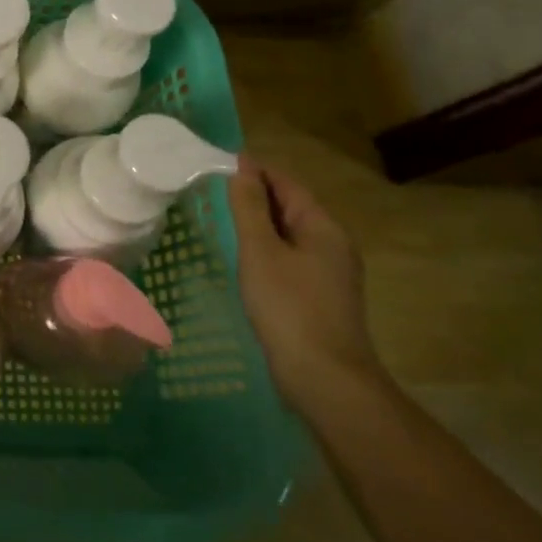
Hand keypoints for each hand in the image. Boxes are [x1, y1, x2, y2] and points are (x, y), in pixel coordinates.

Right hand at [228, 155, 378, 411]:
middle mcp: (333, 244)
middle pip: (290, 206)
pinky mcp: (319, 296)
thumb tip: (241, 168)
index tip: (215, 163)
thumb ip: (248, 207)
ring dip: (257, 223)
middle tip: (209, 189)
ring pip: (288, 234)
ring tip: (218, 218)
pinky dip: (264, 248)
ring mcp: (329, 273)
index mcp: (323, 227)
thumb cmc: (289, 307)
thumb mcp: (260, 251)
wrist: (325, 378)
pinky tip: (240, 258)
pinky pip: (288, 257)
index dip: (254, 169)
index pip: (286, 183)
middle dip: (253, 195)